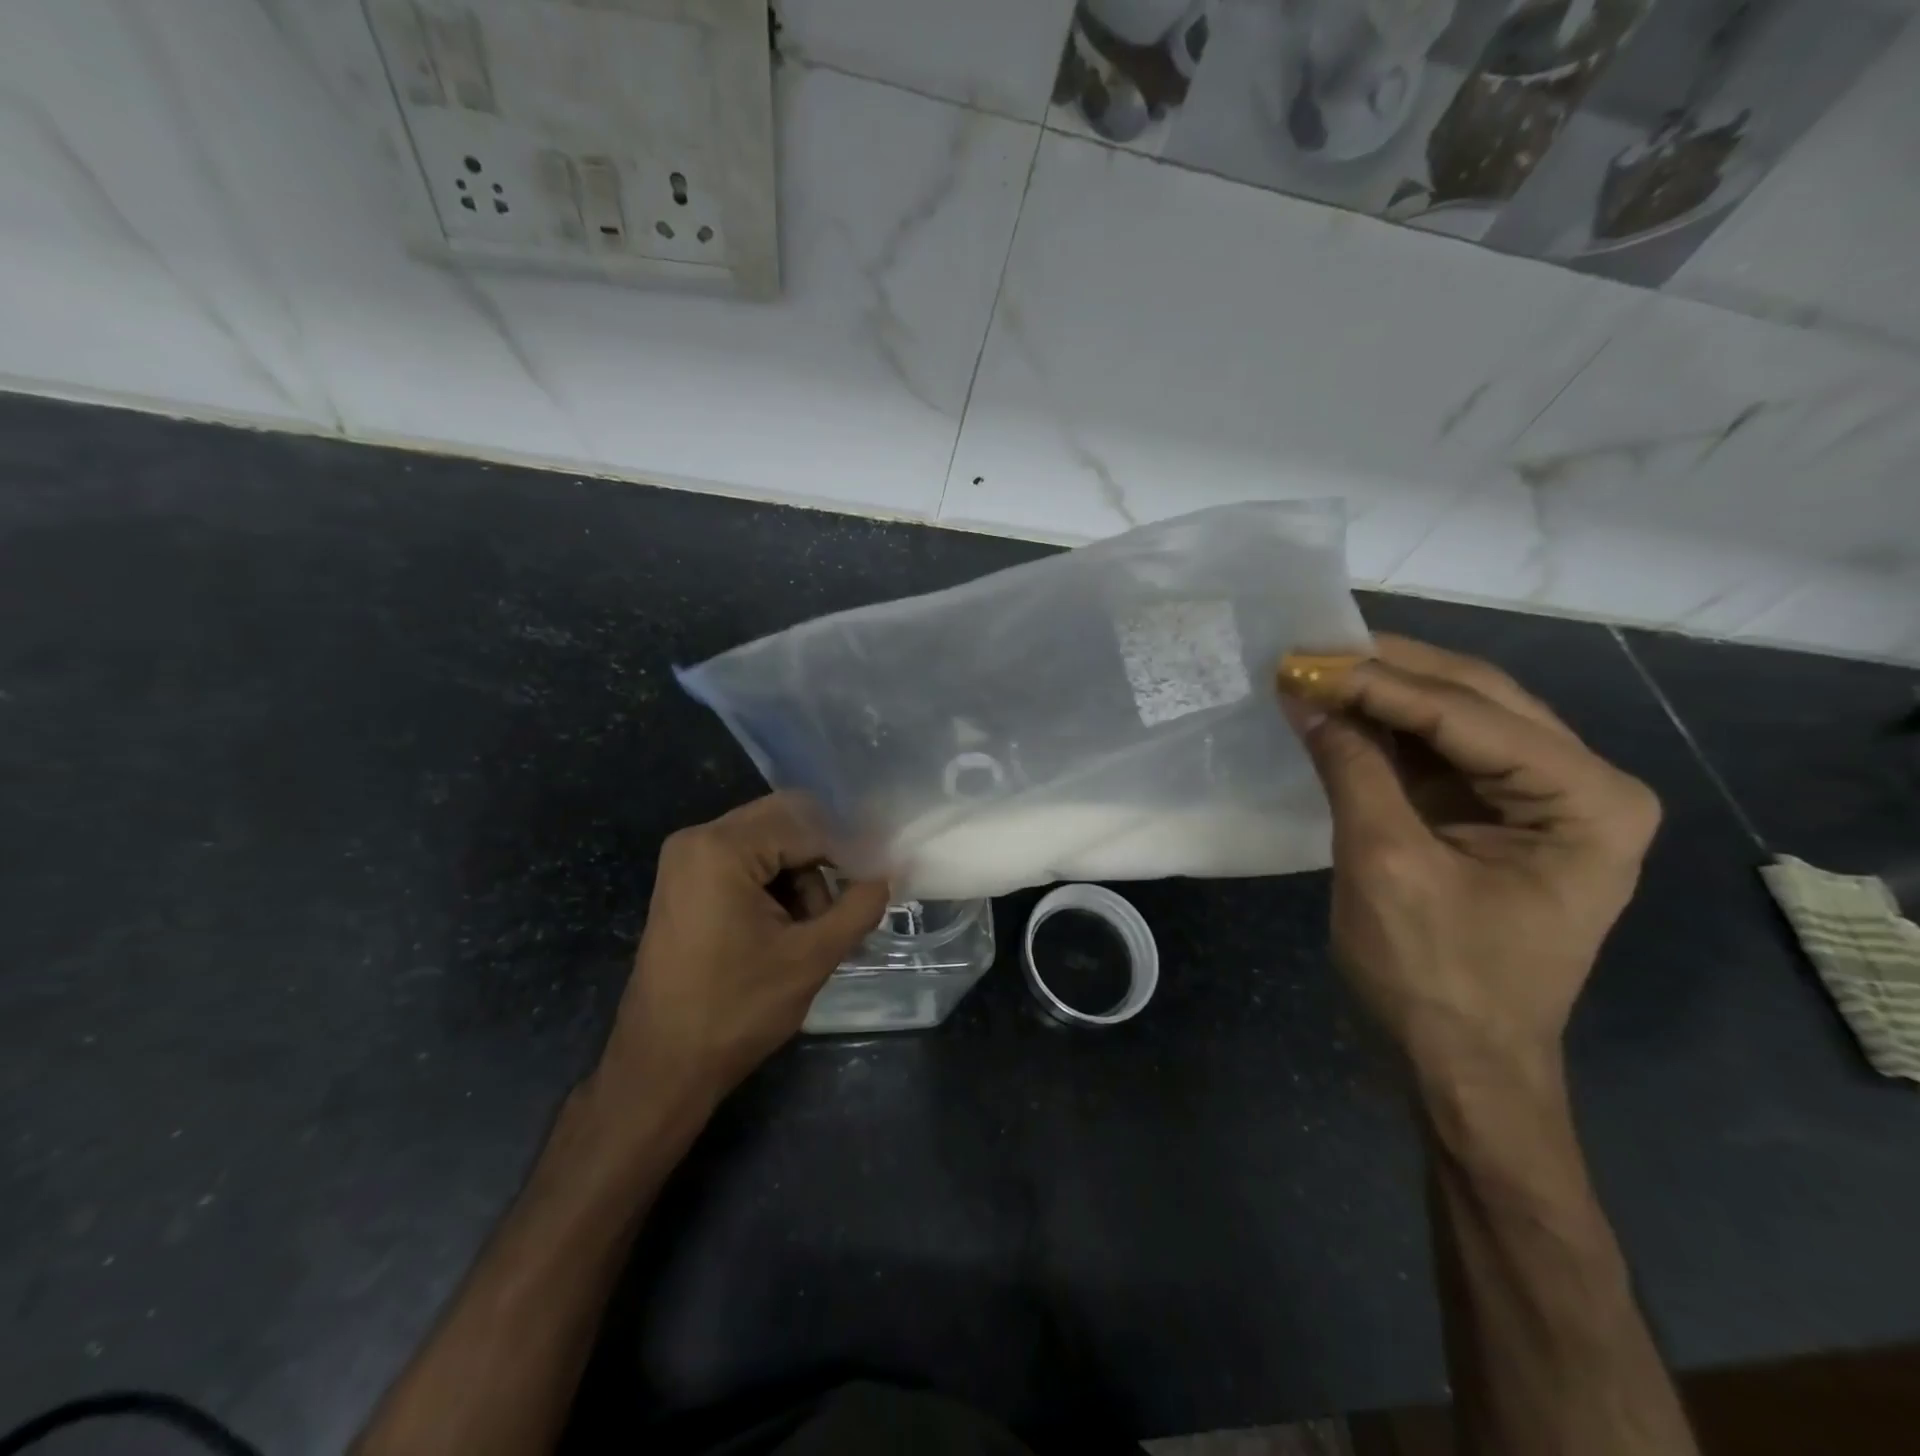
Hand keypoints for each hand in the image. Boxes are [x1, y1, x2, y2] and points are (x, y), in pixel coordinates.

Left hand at [597, 792, 889, 1110]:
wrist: (662, 1066)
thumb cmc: (736, 1010)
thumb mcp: (811, 957)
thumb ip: (857, 908)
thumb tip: (885, 877)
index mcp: (721, 848)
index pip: (805, 825)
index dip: (846, 851)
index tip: (875, 882)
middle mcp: (697, 839)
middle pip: (783, 824)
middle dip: (820, 862)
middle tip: (844, 905)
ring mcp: (685, 860)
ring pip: (767, 843)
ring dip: (799, 876)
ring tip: (810, 929)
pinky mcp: (685, 882)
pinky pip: (744, 861)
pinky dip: (773, 885)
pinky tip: (784, 927)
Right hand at [1279, 635, 1659, 1078]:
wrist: (1460, 1063)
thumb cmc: (1434, 976)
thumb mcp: (1386, 865)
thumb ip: (1353, 769)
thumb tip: (1306, 697)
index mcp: (1586, 800)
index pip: (1470, 713)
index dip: (1379, 682)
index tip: (1303, 661)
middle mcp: (1582, 785)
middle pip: (1476, 698)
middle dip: (1388, 672)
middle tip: (1310, 652)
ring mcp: (1542, 799)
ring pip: (1458, 716)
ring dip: (1385, 694)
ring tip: (1318, 671)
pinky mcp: (1498, 815)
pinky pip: (1441, 753)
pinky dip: (1387, 731)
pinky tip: (1341, 713)